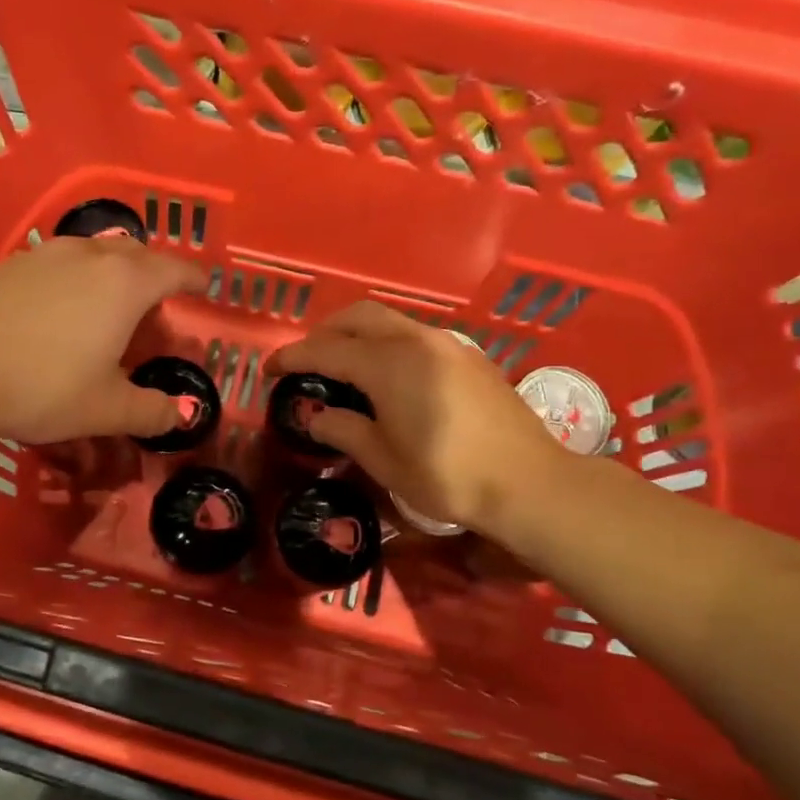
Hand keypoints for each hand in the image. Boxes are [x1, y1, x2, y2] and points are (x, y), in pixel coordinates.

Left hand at [0, 236, 203, 444]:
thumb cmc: (44, 386)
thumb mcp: (106, 409)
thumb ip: (151, 410)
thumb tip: (182, 414)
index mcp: (125, 283)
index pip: (173, 270)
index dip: (194, 278)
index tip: (205, 285)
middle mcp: (89, 256)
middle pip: (135, 255)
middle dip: (153, 276)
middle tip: (155, 309)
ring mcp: (45, 254)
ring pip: (94, 254)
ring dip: (111, 275)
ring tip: (107, 308)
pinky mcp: (9, 265)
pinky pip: (59, 264)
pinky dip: (75, 280)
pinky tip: (59, 312)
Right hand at [265, 302, 567, 537]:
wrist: (529, 483)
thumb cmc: (448, 476)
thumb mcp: (384, 460)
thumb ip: (343, 429)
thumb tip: (315, 416)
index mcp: (389, 365)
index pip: (326, 350)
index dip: (292, 357)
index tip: (269, 369)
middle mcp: (416, 341)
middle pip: (358, 317)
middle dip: (325, 332)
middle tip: (307, 361)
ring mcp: (447, 344)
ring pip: (389, 321)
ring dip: (358, 334)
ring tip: (343, 367)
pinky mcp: (468, 355)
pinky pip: (414, 335)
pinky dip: (387, 343)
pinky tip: (388, 376)